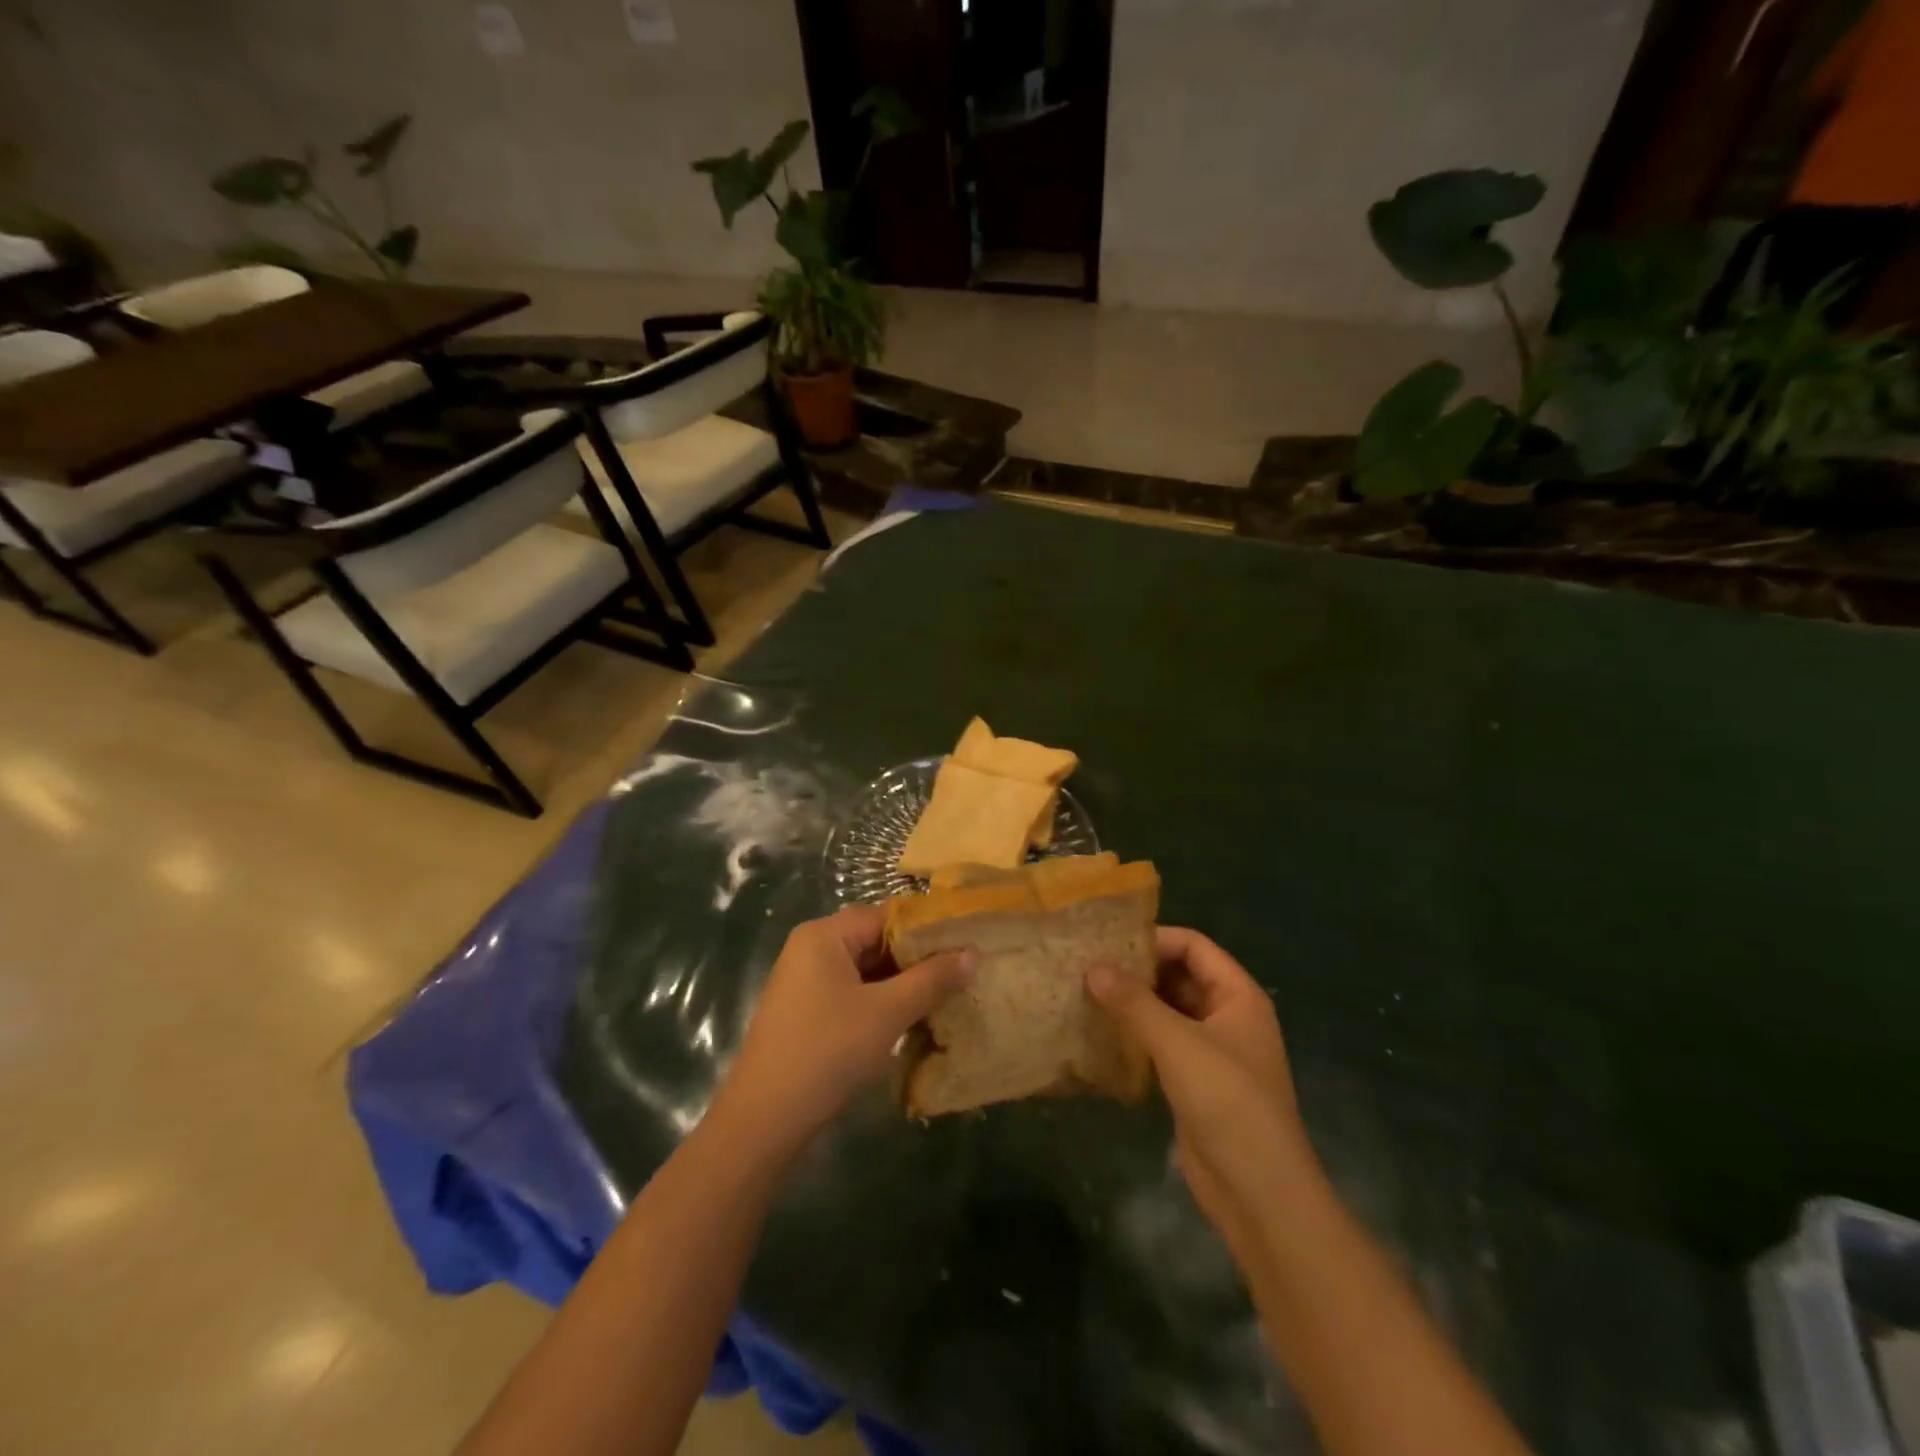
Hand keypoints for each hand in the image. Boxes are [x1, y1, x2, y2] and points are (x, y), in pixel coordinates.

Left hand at [712, 905, 973, 1159]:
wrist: (764, 1122)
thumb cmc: (827, 1052)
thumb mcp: (887, 1013)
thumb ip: (931, 980)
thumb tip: (972, 953)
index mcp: (824, 935)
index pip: (886, 916)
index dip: (927, 929)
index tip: (966, 943)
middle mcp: (812, 949)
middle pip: (876, 941)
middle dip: (917, 958)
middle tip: (963, 972)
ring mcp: (806, 982)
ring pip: (867, 971)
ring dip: (903, 984)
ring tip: (947, 995)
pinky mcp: (808, 1013)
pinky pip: (854, 994)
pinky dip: (882, 1002)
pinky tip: (913, 1019)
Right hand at [1088, 928, 1320, 1254]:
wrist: (1260, 1193)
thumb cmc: (1228, 1103)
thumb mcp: (1178, 1043)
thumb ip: (1134, 1002)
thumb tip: (1093, 967)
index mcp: (1238, 996)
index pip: (1194, 946)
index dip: (1155, 939)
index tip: (1108, 942)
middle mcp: (1227, 1016)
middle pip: (1180, 975)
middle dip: (1138, 969)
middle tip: (1088, 965)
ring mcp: (1212, 1051)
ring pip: (1169, 1010)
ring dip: (1134, 1002)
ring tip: (1086, 992)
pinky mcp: (1194, 1081)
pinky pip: (1162, 1042)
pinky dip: (1136, 1033)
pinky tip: (1101, 1032)